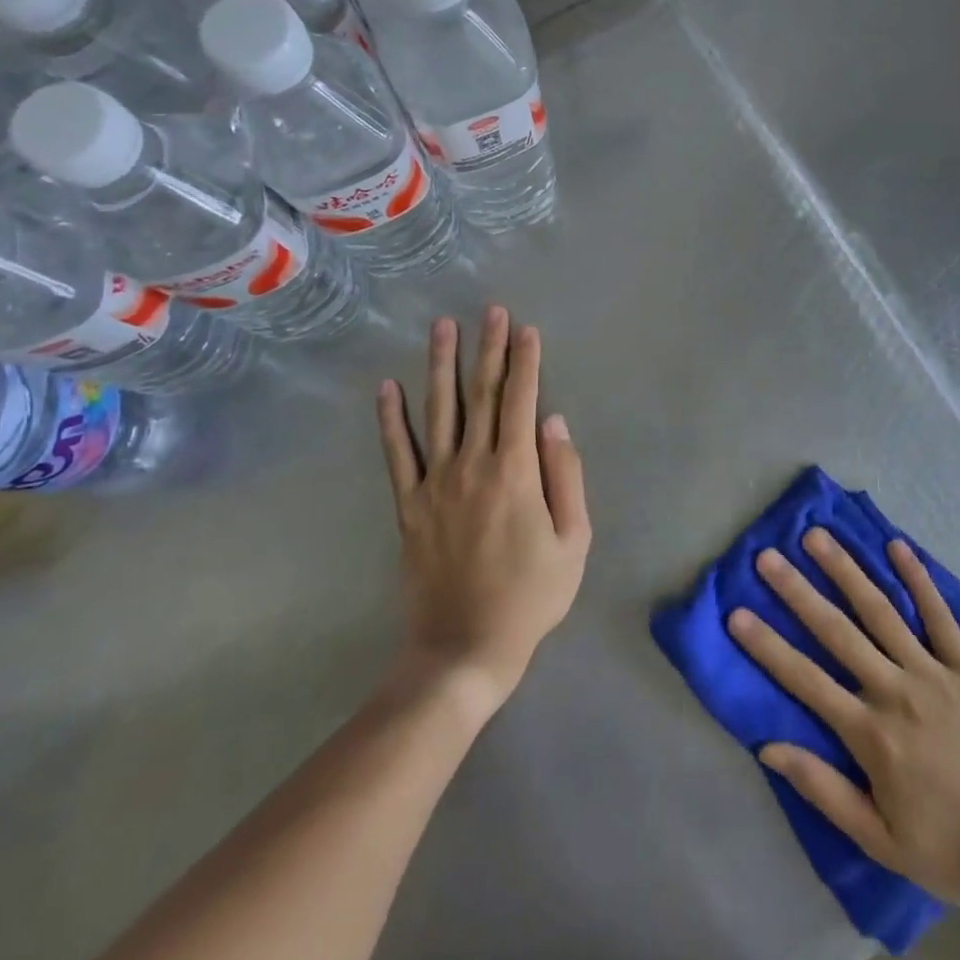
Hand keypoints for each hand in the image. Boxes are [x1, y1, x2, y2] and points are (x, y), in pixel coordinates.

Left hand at [376, 307, 590, 712]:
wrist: (464, 648)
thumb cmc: (531, 597)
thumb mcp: (573, 541)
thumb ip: (566, 476)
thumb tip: (555, 422)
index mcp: (516, 471)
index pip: (522, 401)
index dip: (526, 361)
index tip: (527, 328)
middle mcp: (473, 464)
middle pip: (483, 394)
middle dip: (489, 348)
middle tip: (491, 310)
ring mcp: (435, 482)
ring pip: (439, 411)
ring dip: (441, 365)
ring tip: (442, 327)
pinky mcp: (408, 504)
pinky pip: (397, 453)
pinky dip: (390, 419)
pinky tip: (386, 387)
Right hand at [728, 530, 959, 912]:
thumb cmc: (951, 850)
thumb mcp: (880, 840)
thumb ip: (824, 789)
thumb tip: (768, 746)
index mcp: (871, 735)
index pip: (806, 680)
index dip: (767, 646)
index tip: (736, 613)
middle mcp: (897, 692)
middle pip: (837, 632)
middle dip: (798, 591)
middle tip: (768, 556)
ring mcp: (935, 674)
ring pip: (881, 612)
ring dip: (846, 571)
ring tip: (818, 537)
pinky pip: (940, 616)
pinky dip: (919, 579)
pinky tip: (897, 546)